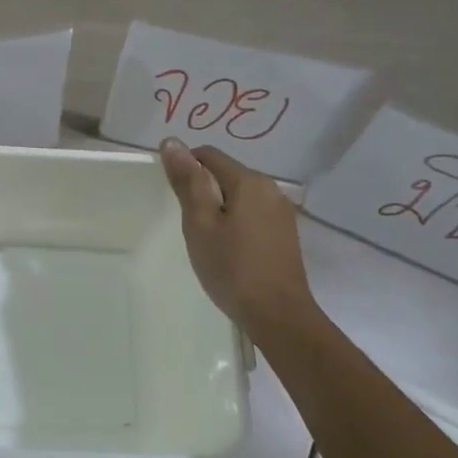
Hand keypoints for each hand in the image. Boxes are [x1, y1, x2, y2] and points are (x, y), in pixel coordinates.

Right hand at [159, 139, 325, 341]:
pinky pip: (253, 214)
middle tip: (187, 221)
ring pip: (240, 195)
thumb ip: (188, 181)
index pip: (209, 155)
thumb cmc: (232, 267)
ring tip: (206, 237)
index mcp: (249, 181)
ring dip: (219, 207)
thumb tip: (172, 142)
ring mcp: (282, 212)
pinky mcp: (286, 234)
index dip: (185, 166)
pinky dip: (236, 221)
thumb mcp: (200, 223)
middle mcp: (271, 188)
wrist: (278, 315)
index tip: (171, 194)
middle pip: (227, 174)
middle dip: (203, 189)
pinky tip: (229, 248)